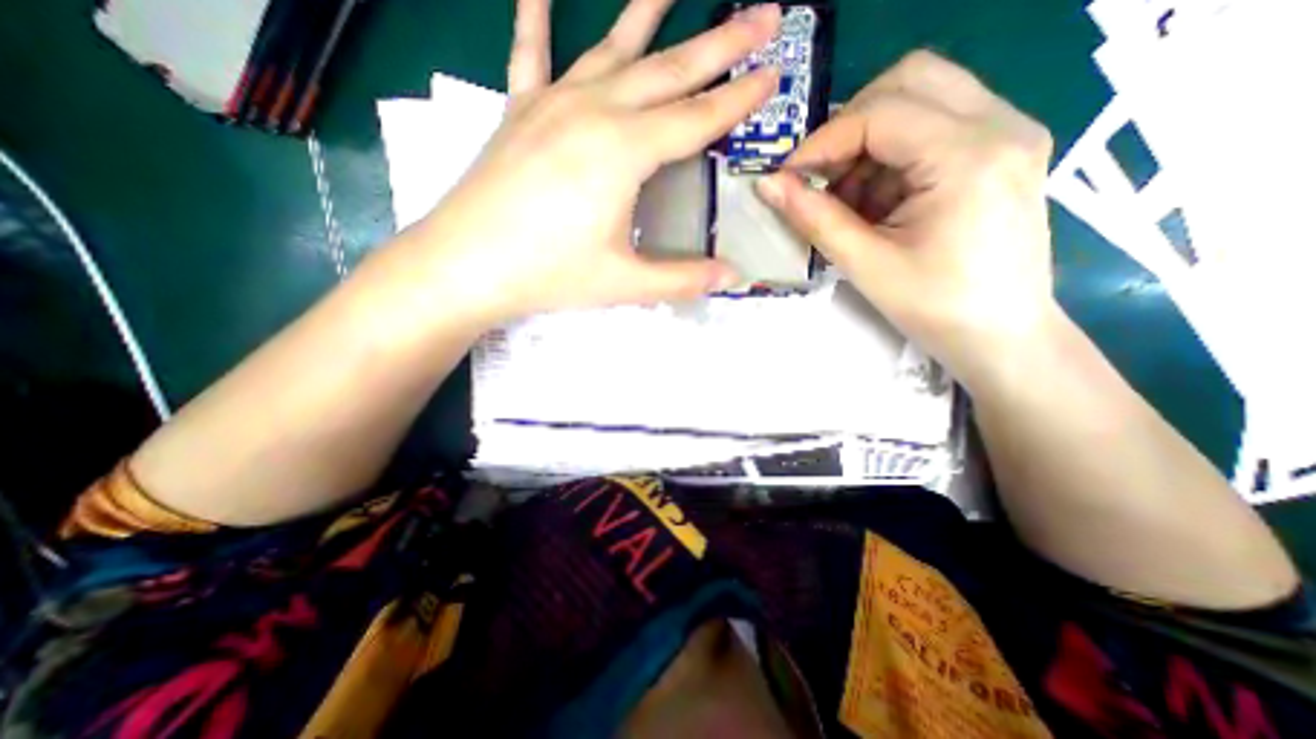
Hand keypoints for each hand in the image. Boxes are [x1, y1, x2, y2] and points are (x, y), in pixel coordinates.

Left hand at [408, 0, 780, 325]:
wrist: (466, 265)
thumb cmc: (549, 274)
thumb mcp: (625, 283)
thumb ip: (683, 278)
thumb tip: (733, 278)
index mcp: (625, 151)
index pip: (698, 118)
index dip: (740, 98)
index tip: (775, 71)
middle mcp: (595, 111)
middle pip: (670, 70)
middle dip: (722, 42)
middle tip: (764, 11)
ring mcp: (553, 104)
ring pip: (613, 48)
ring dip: (648, 12)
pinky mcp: (519, 111)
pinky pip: (531, 53)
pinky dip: (537, 15)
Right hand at [756, 50, 1056, 391]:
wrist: (1002, 337)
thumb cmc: (936, 309)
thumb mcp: (866, 265)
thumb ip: (814, 218)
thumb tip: (767, 185)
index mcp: (970, 157)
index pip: (881, 113)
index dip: (823, 142)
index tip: (787, 178)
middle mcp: (1002, 125)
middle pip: (909, 80)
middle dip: (850, 127)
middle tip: (822, 177)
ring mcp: (1009, 133)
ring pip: (921, 98)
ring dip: (870, 143)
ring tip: (851, 201)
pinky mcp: (1001, 150)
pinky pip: (935, 125)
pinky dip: (892, 156)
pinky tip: (879, 203)